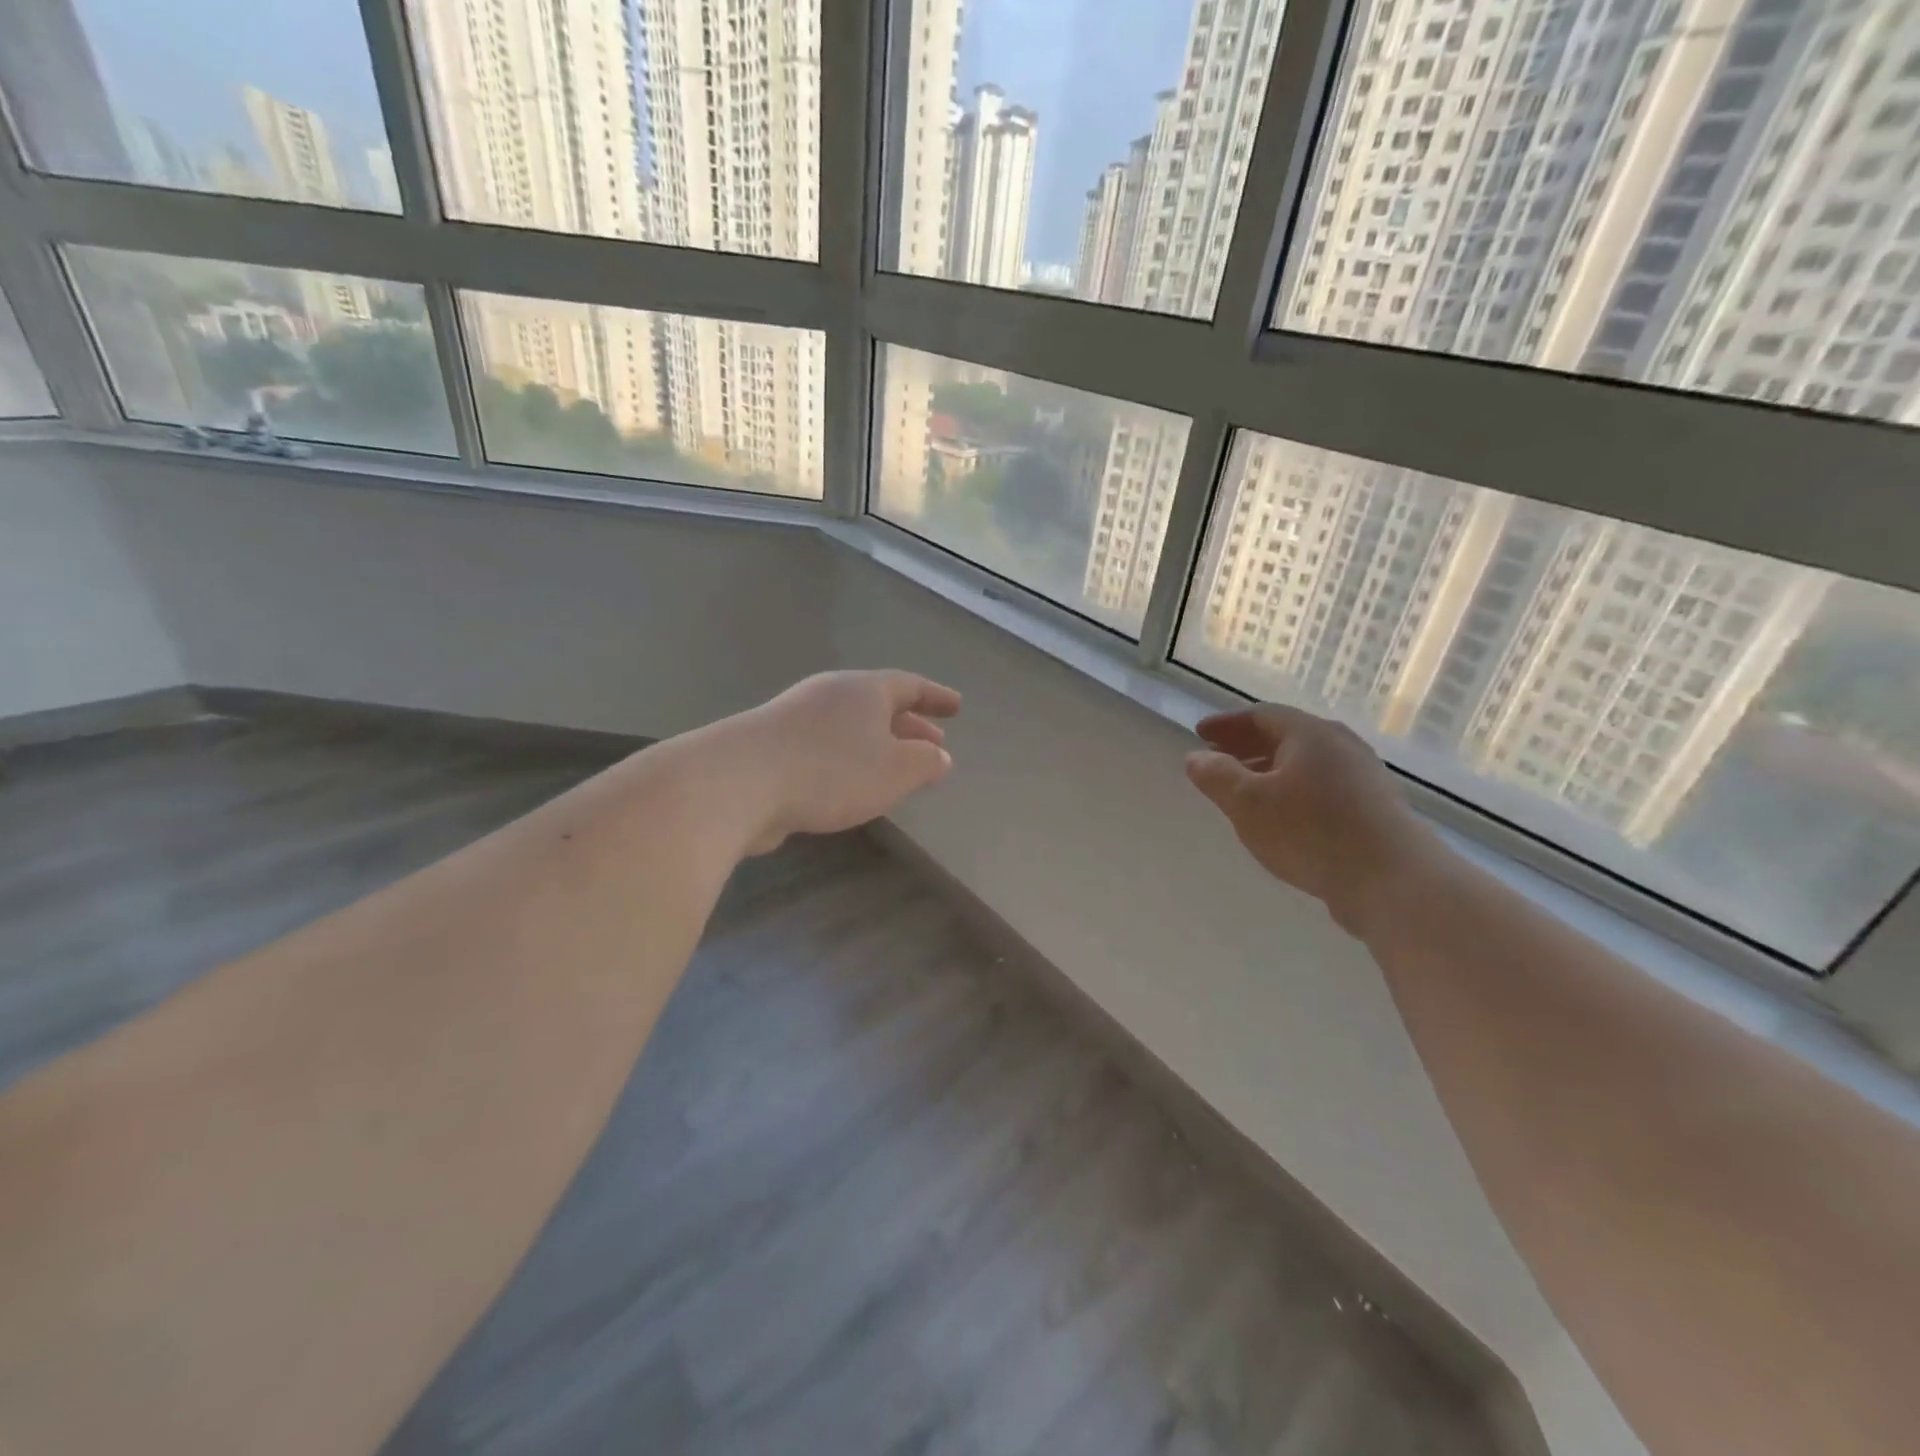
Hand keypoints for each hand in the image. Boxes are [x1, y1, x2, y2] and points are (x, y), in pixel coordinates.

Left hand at [713, 670, 961, 854]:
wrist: (738, 782)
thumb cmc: (830, 771)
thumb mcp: (894, 771)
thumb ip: (924, 762)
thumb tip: (939, 755)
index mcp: (864, 691)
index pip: (909, 686)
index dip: (935, 697)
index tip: (956, 706)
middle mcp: (830, 695)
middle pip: (879, 704)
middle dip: (909, 725)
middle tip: (933, 743)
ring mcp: (797, 717)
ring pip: (851, 726)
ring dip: (879, 744)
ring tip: (896, 767)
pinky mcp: (772, 745)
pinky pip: (826, 746)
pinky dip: (849, 760)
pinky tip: (851, 784)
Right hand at [1185, 704, 1437, 936]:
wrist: (1393, 881)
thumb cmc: (1311, 833)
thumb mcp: (1247, 804)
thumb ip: (1216, 777)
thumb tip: (1196, 757)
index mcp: (1310, 734)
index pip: (1261, 716)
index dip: (1227, 724)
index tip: (1200, 734)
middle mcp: (1342, 746)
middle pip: (1287, 737)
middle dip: (1247, 746)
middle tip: (1218, 759)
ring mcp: (1364, 778)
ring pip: (1306, 765)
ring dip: (1270, 771)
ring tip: (1245, 792)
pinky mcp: (1375, 810)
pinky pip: (1323, 788)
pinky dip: (1293, 792)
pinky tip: (1283, 819)